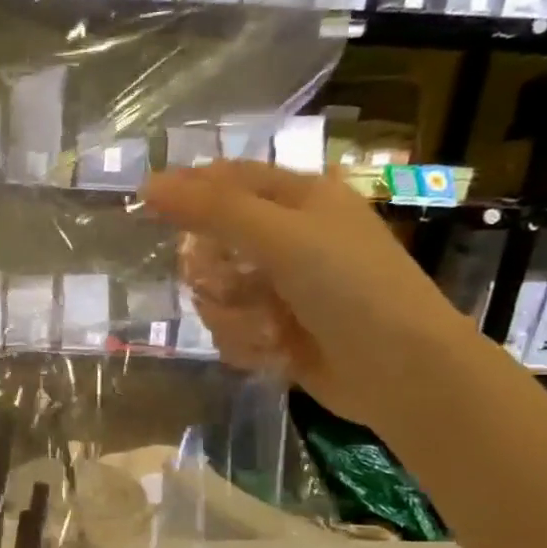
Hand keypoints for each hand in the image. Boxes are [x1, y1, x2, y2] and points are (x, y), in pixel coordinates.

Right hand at [141, 163, 476, 428]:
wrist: (399, 369)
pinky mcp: (275, 331)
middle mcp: (287, 239)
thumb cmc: (349, 286)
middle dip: (212, 270)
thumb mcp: (281, 236)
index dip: (187, 189)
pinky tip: (273, 351)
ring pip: (215, 293)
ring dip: (231, 314)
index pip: (227, 178)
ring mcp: (280, 288)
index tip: (146, 205)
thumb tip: (149, 183)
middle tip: (225, 282)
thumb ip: (212, 209)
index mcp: (298, 199)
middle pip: (210, 242)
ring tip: (266, 327)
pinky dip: (245, 342)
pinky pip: (229, 329)